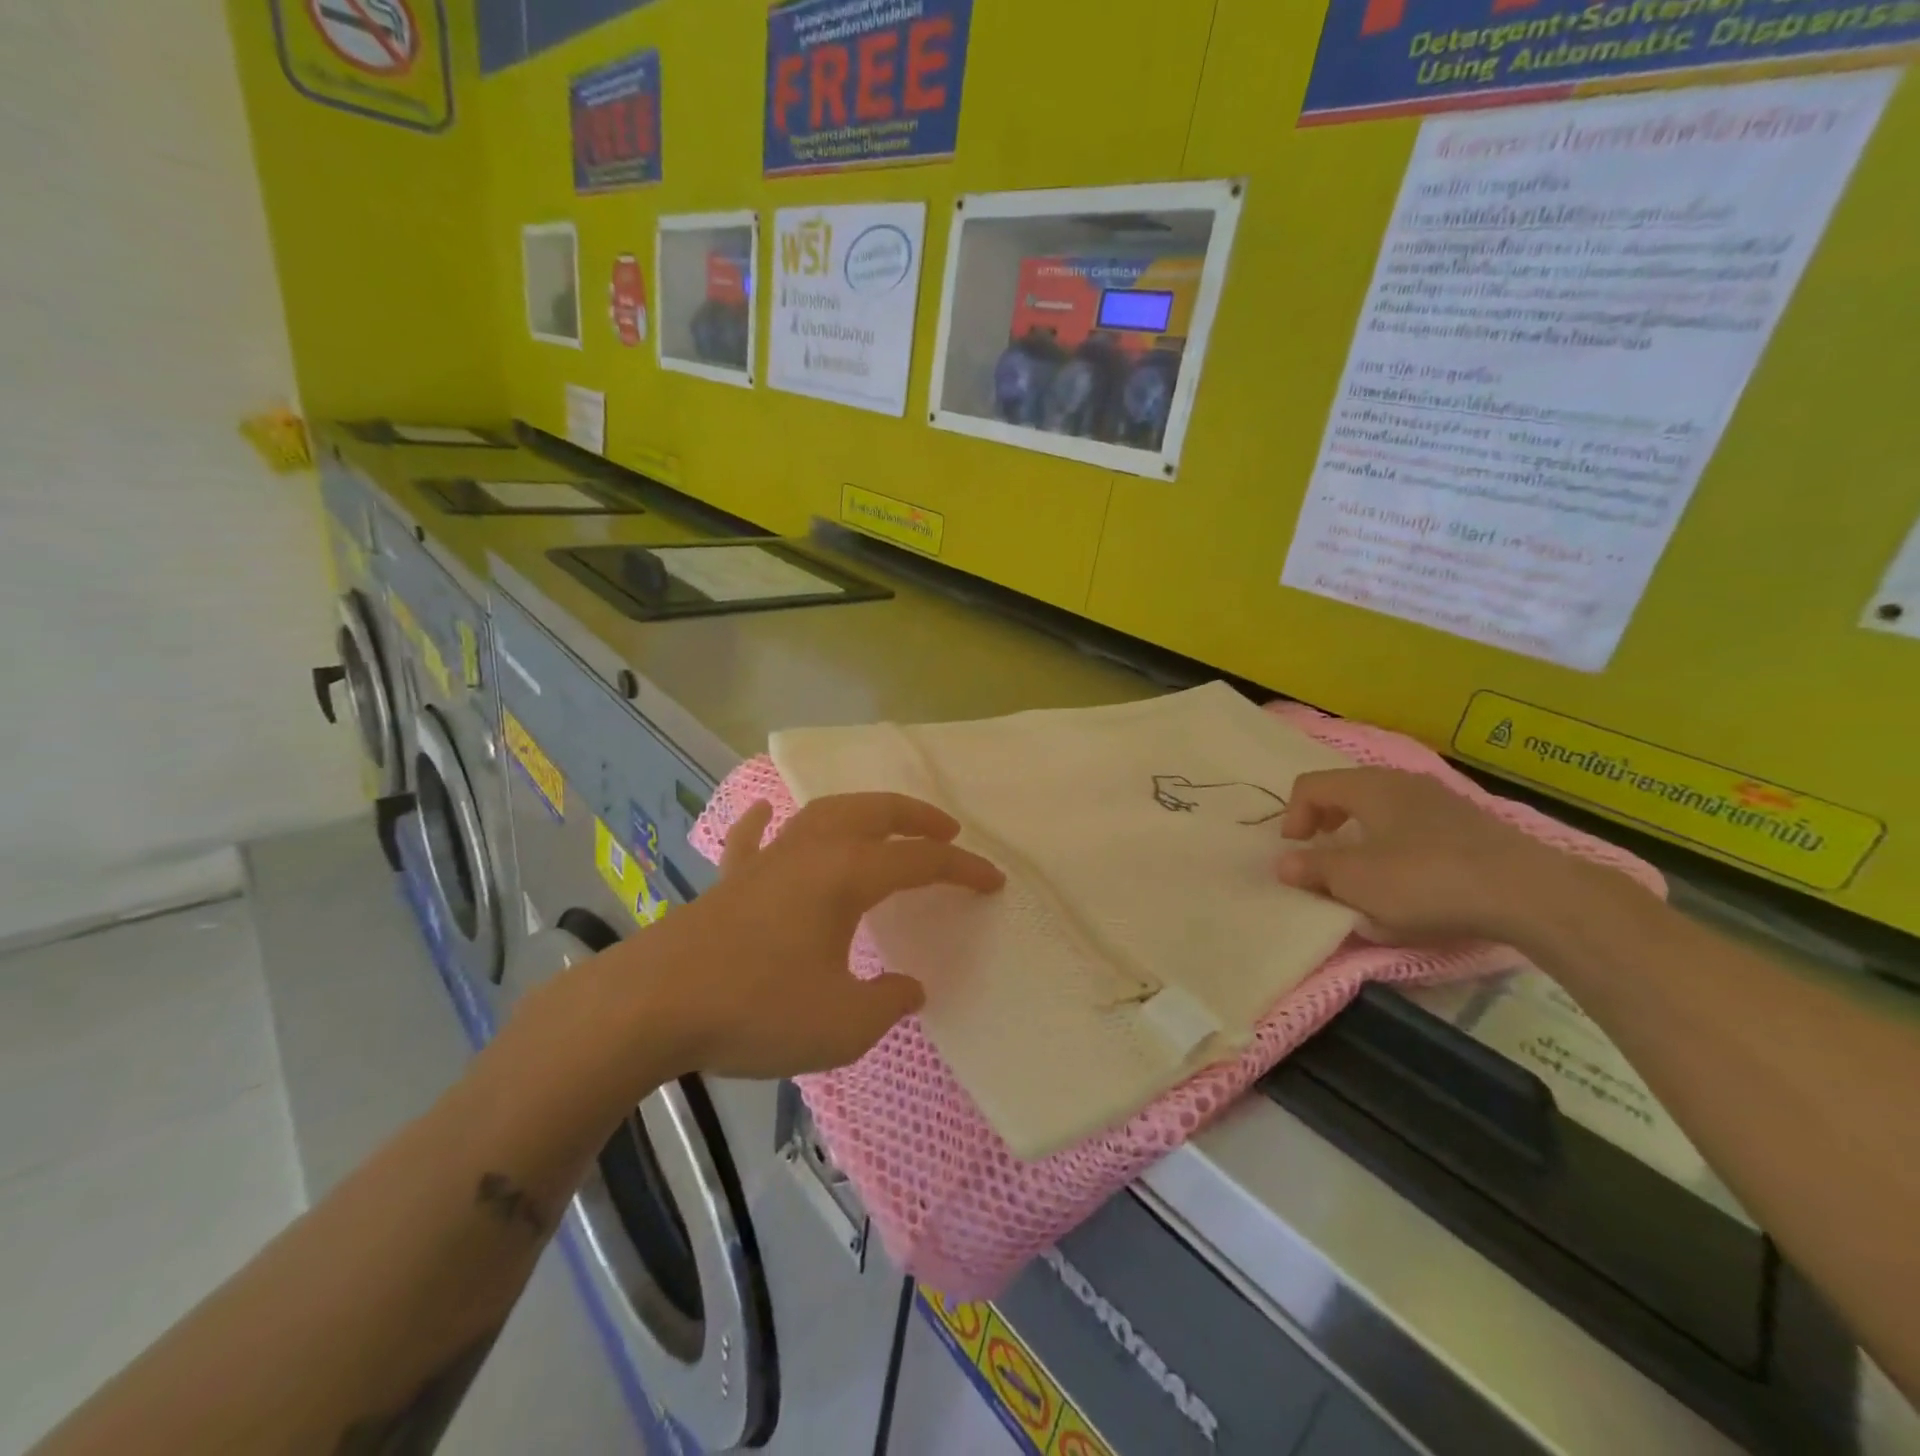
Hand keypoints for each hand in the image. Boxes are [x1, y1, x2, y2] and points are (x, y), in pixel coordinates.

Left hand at [633, 793, 1002, 1079]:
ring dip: (861, 810)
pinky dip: (766, 821)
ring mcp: (765, 861)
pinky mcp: (729, 881)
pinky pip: (752, 838)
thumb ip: (887, 1003)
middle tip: (946, 830)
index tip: (994, 881)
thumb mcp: (842, 1025)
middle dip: (916, 816)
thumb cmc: (756, 1010)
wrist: (652, 1007)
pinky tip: (769, 812)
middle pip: (874, 812)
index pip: (920, 861)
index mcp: (846, 876)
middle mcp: (810, 853)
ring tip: (883, 821)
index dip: (963, 868)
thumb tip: (908, 987)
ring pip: (821, 813)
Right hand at [1275, 768, 1612, 944]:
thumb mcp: (1355, 881)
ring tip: (1363, 873)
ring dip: (1361, 837)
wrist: (1528, 895)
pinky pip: (1414, 826)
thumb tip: (1284, 864)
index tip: (1295, 853)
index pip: (1310, 785)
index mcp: (1368, 786)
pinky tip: (1409, 881)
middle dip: (1325, 824)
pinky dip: (1395, 845)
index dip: (1292, 816)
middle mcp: (1402, 782)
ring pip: (1382, 810)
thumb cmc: (1425, 879)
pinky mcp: (1470, 826)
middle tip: (1322, 856)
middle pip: (1346, 793)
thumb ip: (1313, 870)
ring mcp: (1441, 801)